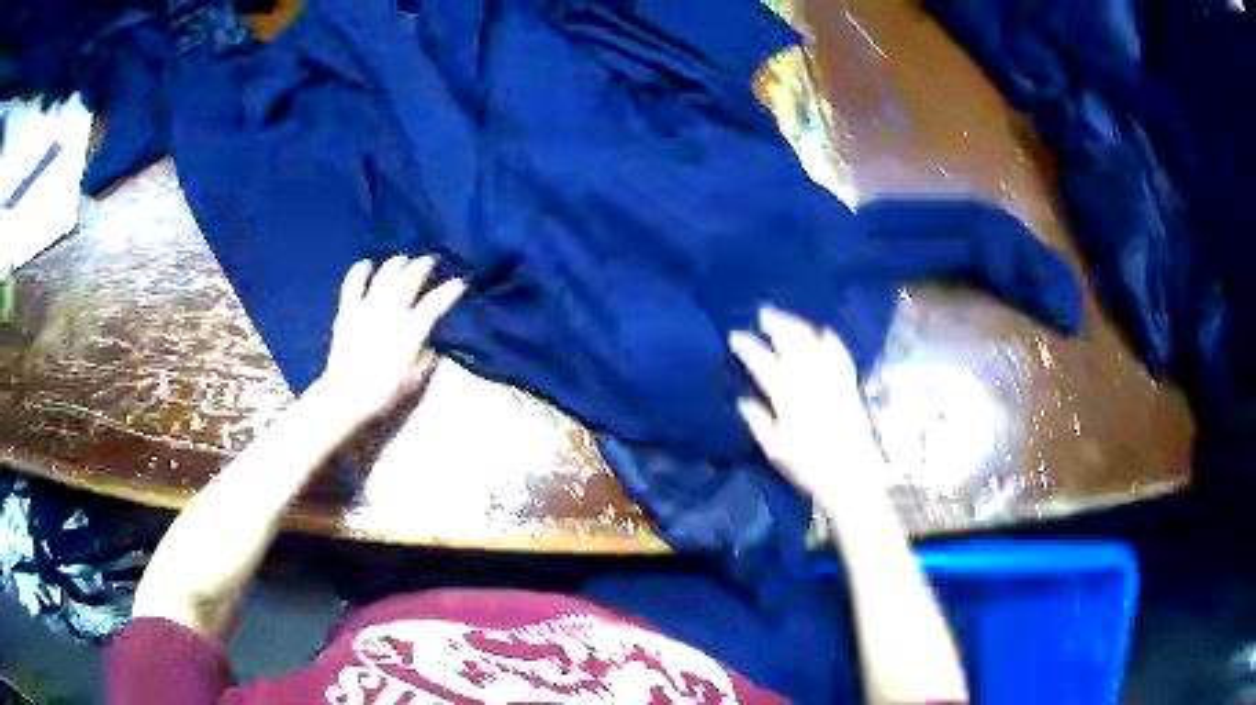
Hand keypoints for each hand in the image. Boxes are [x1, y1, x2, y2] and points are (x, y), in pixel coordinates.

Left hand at [318, 256, 465, 422]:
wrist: (345, 401)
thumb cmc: (385, 396)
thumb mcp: (416, 383)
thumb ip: (427, 360)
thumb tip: (432, 345)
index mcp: (411, 330)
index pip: (436, 303)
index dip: (450, 291)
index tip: (460, 283)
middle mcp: (391, 312)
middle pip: (411, 278)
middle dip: (424, 266)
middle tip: (431, 261)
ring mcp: (367, 309)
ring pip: (385, 275)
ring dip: (396, 264)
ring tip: (404, 260)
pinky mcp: (348, 313)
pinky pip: (353, 284)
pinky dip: (360, 271)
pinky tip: (367, 265)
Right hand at [729, 307, 885, 506]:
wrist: (852, 477)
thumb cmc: (809, 468)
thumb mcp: (776, 451)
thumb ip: (759, 422)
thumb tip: (743, 400)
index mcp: (788, 398)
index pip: (763, 363)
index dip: (748, 347)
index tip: (735, 336)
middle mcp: (811, 381)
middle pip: (792, 342)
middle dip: (776, 324)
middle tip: (762, 313)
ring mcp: (833, 379)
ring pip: (815, 341)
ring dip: (799, 324)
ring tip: (786, 317)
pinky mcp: (850, 383)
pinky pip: (840, 352)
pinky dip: (828, 337)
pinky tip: (821, 330)